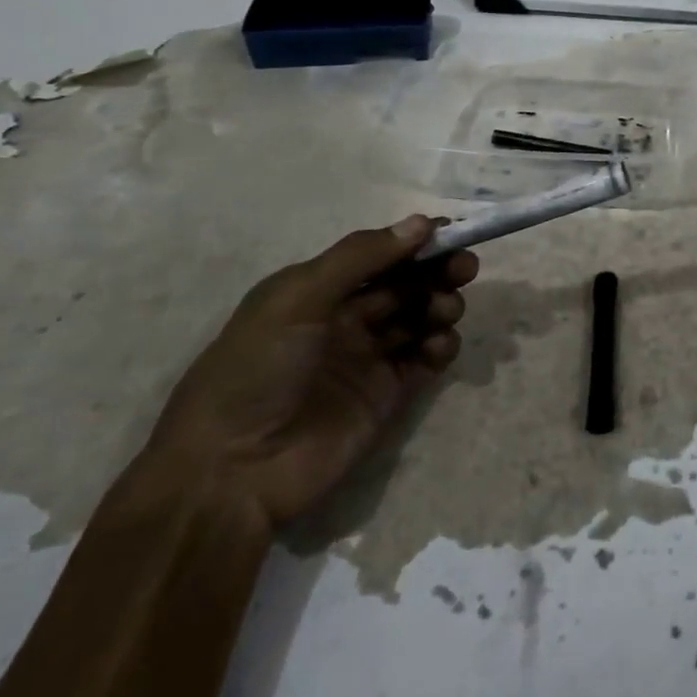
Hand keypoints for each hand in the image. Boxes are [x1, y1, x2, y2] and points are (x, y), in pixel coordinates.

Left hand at [142, 216, 476, 526]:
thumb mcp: (297, 298)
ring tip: (445, 310)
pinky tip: (437, 345)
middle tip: (465, 268)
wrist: (230, 472)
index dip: (415, 242)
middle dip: (438, 270)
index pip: (379, 254)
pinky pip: (426, 359)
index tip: (452, 231)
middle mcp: (346, 318)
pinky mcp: (388, 395)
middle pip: (406, 283)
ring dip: (442, 304)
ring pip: (421, 317)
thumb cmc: (256, 370)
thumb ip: (360, 257)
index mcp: (318, 290)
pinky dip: (441, 346)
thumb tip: (422, 223)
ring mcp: (368, 358)